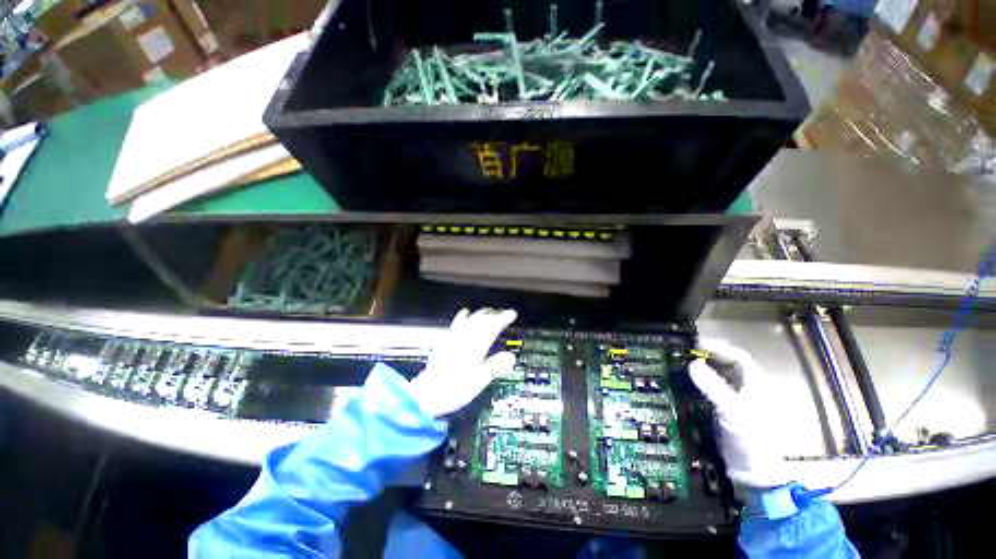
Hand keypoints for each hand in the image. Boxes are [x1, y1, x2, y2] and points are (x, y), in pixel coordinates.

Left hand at [407, 308, 517, 417]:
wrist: (425, 395)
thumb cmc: (453, 391)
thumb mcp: (477, 383)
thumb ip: (494, 368)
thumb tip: (511, 357)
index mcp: (474, 349)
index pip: (491, 328)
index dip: (503, 319)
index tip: (512, 313)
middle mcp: (464, 340)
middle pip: (480, 321)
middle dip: (493, 314)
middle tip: (503, 312)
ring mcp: (453, 339)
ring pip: (469, 320)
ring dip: (481, 313)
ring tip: (489, 310)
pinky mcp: (445, 342)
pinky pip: (456, 323)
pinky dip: (463, 316)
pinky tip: (465, 312)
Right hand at [688, 338, 789, 488]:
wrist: (753, 472)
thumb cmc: (750, 439)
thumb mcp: (732, 411)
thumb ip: (713, 387)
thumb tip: (692, 363)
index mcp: (755, 384)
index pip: (738, 357)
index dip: (718, 347)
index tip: (695, 344)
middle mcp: (746, 387)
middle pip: (727, 363)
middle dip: (707, 355)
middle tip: (683, 351)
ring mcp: (735, 399)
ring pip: (718, 375)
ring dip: (702, 367)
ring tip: (681, 362)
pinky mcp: (723, 409)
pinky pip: (710, 387)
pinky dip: (698, 381)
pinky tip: (685, 380)